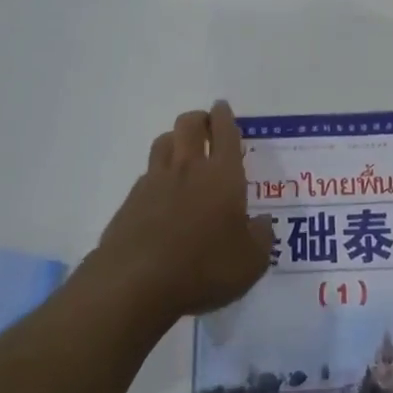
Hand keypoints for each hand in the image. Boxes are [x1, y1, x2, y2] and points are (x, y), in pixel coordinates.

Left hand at [92, 102, 273, 327]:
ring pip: (163, 143)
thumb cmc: (204, 268)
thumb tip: (261, 222)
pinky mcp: (130, 202)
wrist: (136, 283)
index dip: (225, 116)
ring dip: (174, 140)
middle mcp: (188, 168)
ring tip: (182, 153)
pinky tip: (161, 195)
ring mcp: (154, 182)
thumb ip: (261, 237)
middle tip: (206, 127)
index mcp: (222, 175)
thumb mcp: (251, 262)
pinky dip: (156, 176)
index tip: (222, 108)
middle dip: (198, 119)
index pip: (225, 132)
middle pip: (188, 124)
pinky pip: (146, 175)